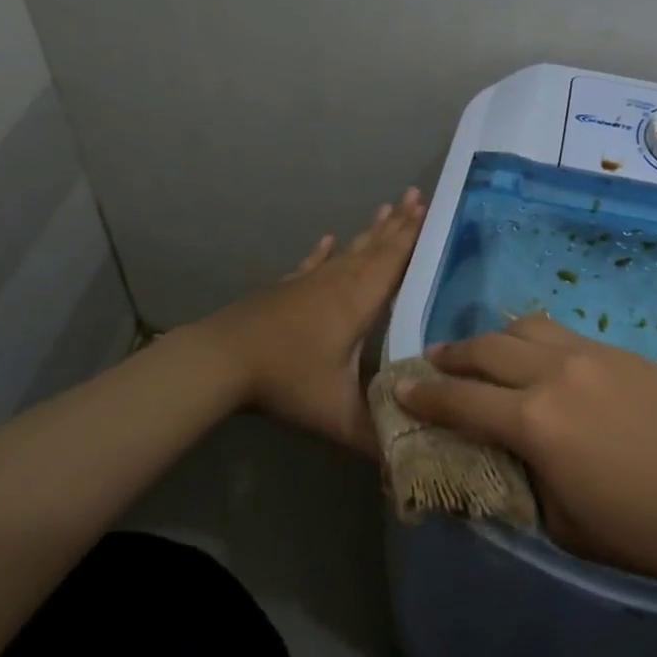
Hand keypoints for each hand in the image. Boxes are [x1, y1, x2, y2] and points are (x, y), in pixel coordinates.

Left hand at [203, 188, 424, 457]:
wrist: (221, 360)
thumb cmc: (286, 379)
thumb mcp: (336, 415)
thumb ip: (376, 437)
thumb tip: (411, 461)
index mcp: (359, 301)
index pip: (396, 261)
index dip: (416, 236)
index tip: (434, 208)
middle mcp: (339, 282)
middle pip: (376, 246)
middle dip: (401, 223)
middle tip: (419, 195)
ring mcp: (310, 282)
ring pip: (349, 250)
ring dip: (371, 231)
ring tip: (388, 207)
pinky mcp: (286, 289)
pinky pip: (314, 263)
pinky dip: (324, 251)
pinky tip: (328, 239)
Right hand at [398, 313, 656, 586]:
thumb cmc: (637, 528)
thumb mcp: (559, 523)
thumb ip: (518, 482)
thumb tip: (495, 460)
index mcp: (534, 421)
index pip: (461, 400)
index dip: (424, 394)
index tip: (400, 387)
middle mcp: (554, 374)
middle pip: (486, 349)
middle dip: (452, 356)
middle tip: (435, 364)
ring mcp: (590, 354)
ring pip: (525, 327)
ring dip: (494, 339)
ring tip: (485, 354)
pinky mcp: (619, 352)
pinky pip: (563, 335)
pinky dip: (536, 342)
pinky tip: (542, 362)